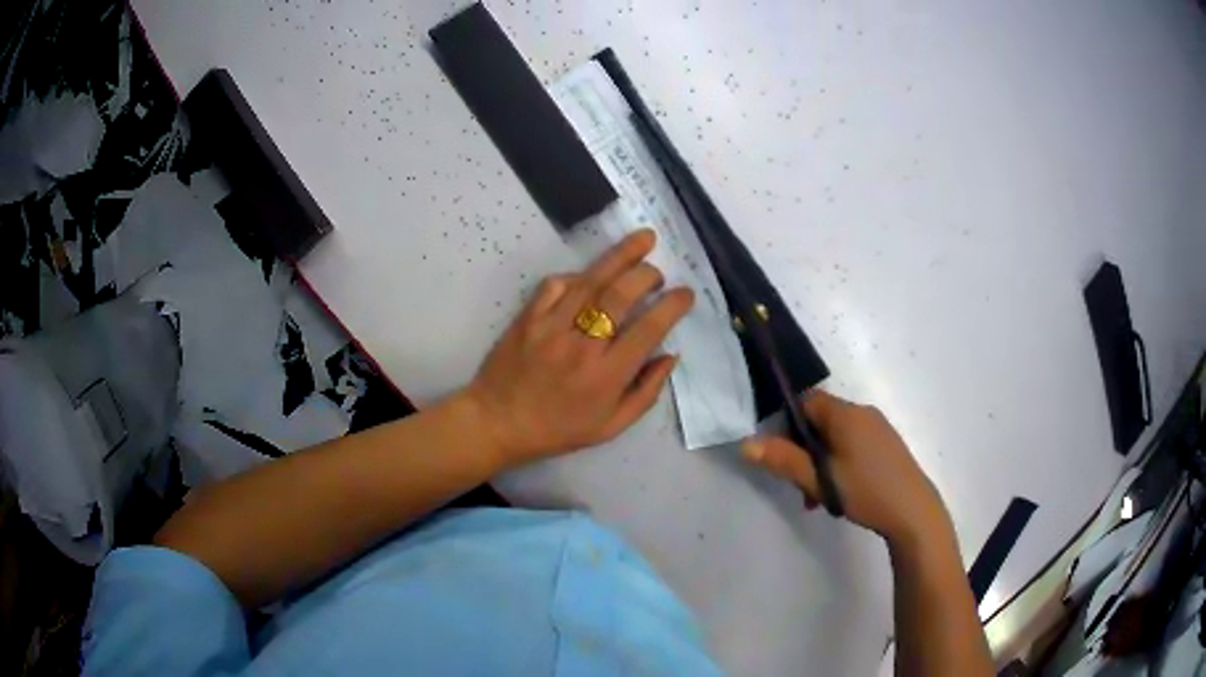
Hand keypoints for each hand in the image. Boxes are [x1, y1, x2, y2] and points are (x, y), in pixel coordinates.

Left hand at [464, 229, 694, 466]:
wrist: (498, 422)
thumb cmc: (558, 429)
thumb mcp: (611, 427)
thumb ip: (645, 393)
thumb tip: (670, 356)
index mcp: (607, 377)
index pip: (649, 330)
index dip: (673, 306)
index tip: (685, 293)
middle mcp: (582, 347)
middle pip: (620, 296)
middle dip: (647, 275)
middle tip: (658, 272)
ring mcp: (551, 327)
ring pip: (591, 282)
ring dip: (620, 257)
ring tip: (643, 239)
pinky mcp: (529, 317)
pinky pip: (556, 284)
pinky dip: (578, 274)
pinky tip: (591, 274)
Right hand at [742, 391, 950, 545]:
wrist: (914, 512)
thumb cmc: (866, 491)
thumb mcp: (820, 479)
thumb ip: (784, 460)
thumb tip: (746, 444)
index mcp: (846, 414)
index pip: (806, 401)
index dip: (787, 424)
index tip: (782, 455)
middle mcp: (863, 412)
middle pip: (820, 421)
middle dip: (804, 451)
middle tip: (800, 485)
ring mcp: (878, 428)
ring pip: (836, 437)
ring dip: (820, 462)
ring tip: (818, 499)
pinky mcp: (886, 444)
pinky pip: (853, 444)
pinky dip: (839, 463)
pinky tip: (840, 493)